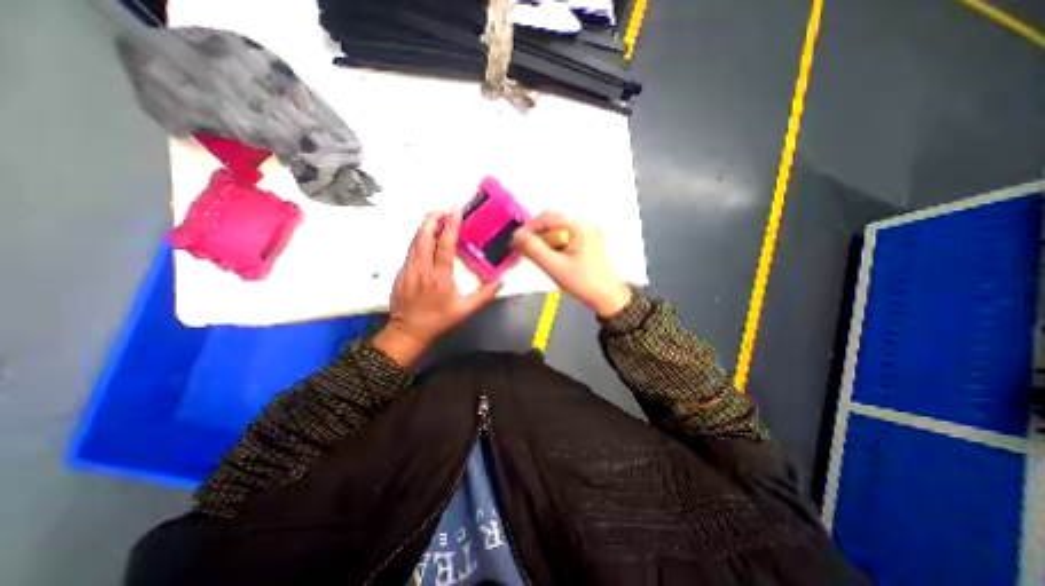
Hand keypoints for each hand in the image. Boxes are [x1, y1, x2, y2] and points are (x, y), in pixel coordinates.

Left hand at [375, 208, 503, 366]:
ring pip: (415, 242)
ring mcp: (409, 269)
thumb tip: (500, 282)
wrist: (408, 331)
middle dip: (432, 219)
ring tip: (434, 217)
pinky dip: (418, 239)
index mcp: (440, 276)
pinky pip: (410, 250)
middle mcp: (422, 269)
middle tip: (442, 209)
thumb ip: (484, 295)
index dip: (450, 226)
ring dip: (424, 227)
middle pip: (424, 237)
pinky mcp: (401, 272)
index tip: (455, 211)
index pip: (444, 245)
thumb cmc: (439, 320)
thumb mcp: (465, 310)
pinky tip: (424, 237)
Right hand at [513, 213, 626, 317]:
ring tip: (535, 257)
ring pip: (556, 232)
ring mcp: (586, 234)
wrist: (606, 298)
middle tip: (523, 251)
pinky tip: (548, 259)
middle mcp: (584, 225)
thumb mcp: (554, 266)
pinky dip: (553, 246)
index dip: (529, 227)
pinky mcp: (585, 243)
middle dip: (536, 236)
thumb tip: (516, 235)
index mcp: (579, 226)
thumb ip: (533, 249)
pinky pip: (563, 239)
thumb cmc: (583, 282)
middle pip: (552, 223)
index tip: (516, 241)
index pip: (547, 217)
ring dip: (543, 242)